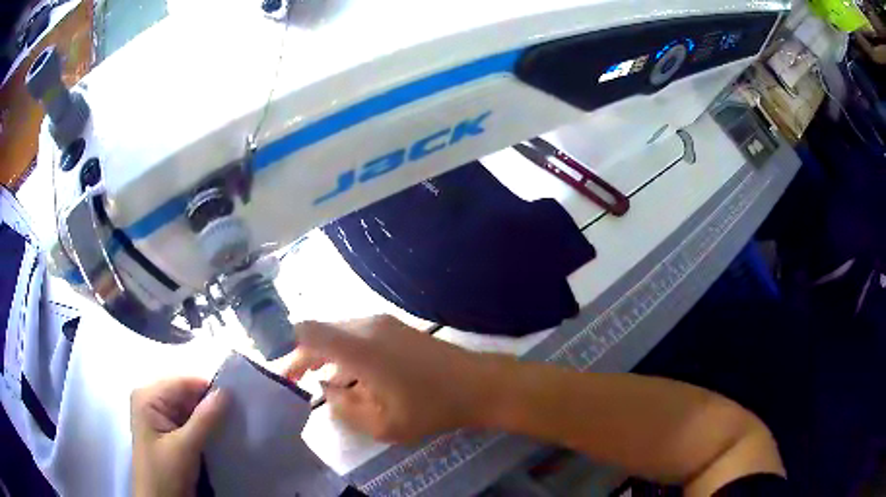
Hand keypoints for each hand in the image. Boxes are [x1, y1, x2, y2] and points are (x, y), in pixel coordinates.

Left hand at [131, 378, 228, 496]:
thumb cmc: (165, 473)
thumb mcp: (184, 448)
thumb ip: (204, 419)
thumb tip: (226, 391)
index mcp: (148, 396)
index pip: (183, 382)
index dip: (209, 390)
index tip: (237, 401)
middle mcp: (151, 400)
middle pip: (186, 394)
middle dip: (210, 405)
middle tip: (237, 417)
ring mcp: (158, 416)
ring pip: (190, 409)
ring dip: (209, 418)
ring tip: (231, 427)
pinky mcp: (167, 432)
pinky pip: (188, 421)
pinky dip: (204, 428)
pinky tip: (218, 436)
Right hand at [284, 316, 494, 443]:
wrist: (479, 384)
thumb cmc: (430, 408)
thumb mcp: (382, 424)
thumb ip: (343, 407)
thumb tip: (325, 389)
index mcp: (358, 346)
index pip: (307, 332)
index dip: (291, 351)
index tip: (286, 376)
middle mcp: (366, 325)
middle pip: (320, 332)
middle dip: (305, 357)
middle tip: (297, 383)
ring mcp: (383, 323)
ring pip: (339, 333)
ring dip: (326, 356)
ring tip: (321, 384)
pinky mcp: (395, 327)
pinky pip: (357, 336)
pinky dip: (345, 353)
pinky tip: (351, 378)